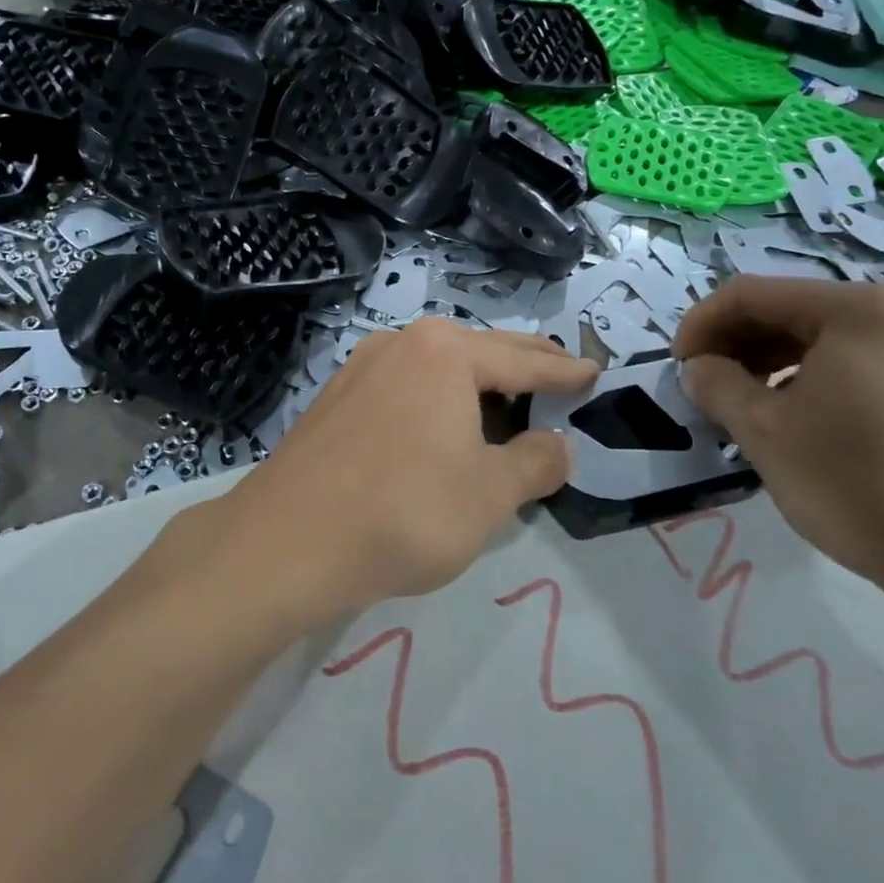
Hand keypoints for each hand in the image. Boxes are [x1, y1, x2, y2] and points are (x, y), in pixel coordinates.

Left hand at [218, 320, 596, 622]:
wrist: (289, 538)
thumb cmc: (405, 510)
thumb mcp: (490, 494)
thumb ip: (535, 463)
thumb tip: (559, 445)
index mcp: (445, 353)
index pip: (523, 360)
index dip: (564, 371)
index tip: (593, 372)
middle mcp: (402, 344)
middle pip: (479, 351)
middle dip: (522, 364)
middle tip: (559, 373)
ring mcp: (362, 367)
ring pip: (437, 366)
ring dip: (476, 383)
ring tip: (506, 404)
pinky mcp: (336, 396)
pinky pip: (404, 385)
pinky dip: (436, 398)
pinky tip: (441, 426)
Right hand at [674, 277, 883, 611]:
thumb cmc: (858, 483)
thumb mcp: (763, 431)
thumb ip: (716, 385)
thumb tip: (698, 368)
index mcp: (858, 309)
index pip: (752, 294)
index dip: (701, 324)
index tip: (678, 366)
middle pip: (795, 311)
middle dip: (739, 344)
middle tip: (708, 387)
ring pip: (832, 339)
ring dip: (776, 363)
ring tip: (750, 406)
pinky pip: (869, 365)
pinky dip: (822, 380)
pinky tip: (806, 420)